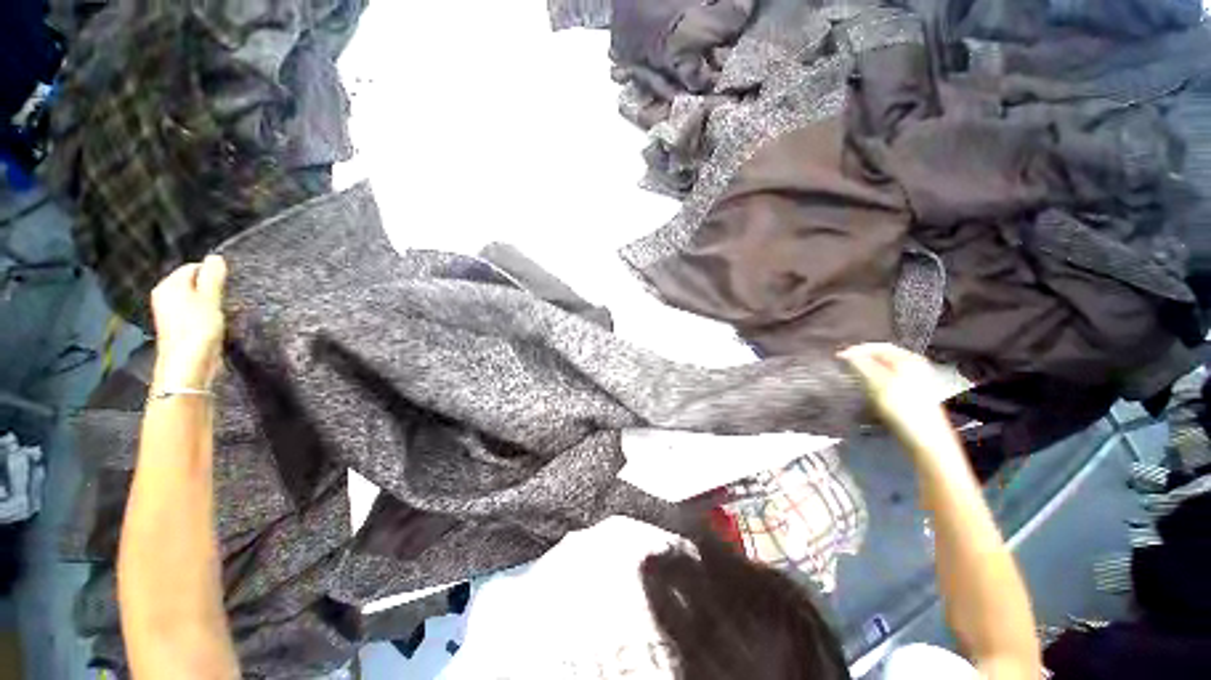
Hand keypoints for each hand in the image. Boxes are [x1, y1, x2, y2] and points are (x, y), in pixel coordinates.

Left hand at [150, 256, 227, 390]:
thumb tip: (215, 257)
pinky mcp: (179, 327)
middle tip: (229, 296)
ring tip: (224, 310)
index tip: (229, 284)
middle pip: (193, 283)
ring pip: (194, 298)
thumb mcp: (210, 299)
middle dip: (211, 287)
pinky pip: (194, 312)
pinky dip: (206, 313)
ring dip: (210, 302)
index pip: (193, 267)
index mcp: (169, 285)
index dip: (212, 273)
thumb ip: (213, 277)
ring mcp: (170, 313)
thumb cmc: (198, 328)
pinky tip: (216, 322)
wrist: (188, 365)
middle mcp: (165, 296)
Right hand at [838, 343, 954, 451]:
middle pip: (882, 357)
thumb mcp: (878, 384)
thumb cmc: (903, 408)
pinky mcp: (911, 396)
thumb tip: (846, 353)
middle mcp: (914, 367)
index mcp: (909, 360)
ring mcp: (914, 382)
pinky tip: (867, 391)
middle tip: (843, 366)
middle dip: (862, 360)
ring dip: (866, 372)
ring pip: (884, 370)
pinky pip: (887, 381)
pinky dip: (874, 382)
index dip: (857, 350)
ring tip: (852, 377)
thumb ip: (861, 365)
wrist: (925, 440)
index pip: (878, 347)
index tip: (838, 356)